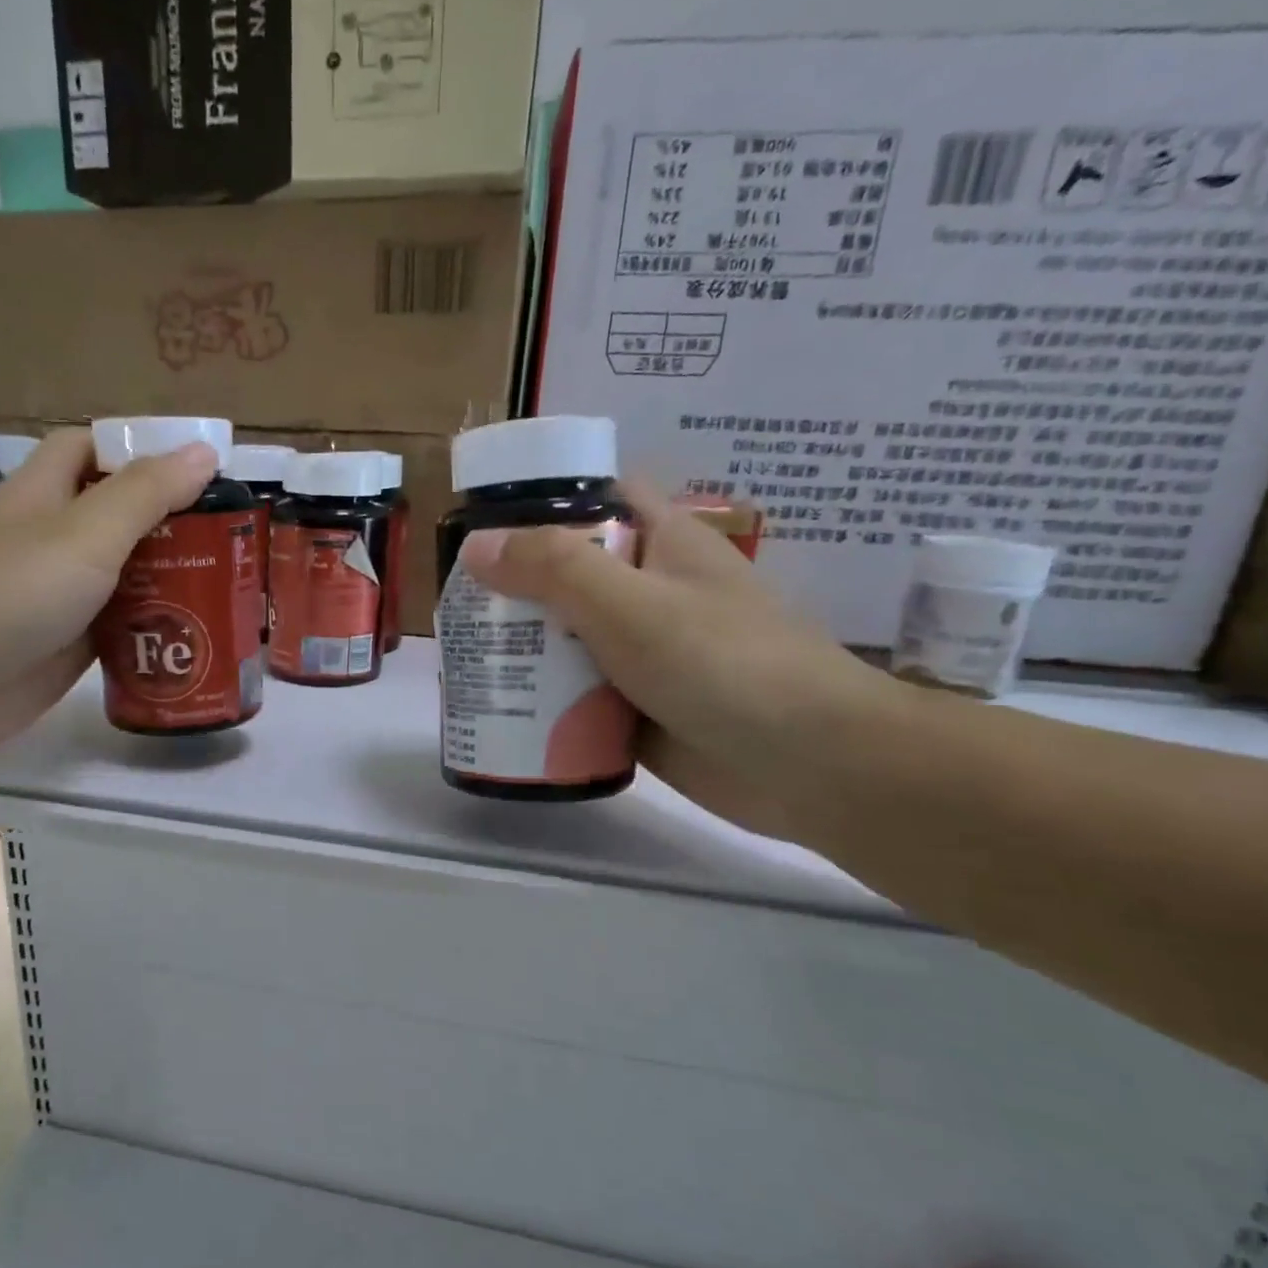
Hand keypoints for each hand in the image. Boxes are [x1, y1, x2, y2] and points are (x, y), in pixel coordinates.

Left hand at [0, 425, 217, 760]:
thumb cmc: (15, 592)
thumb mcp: (87, 532)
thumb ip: (146, 493)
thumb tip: (203, 452)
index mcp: (42, 492)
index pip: (88, 448)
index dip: (137, 449)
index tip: (196, 469)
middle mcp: (49, 537)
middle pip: (115, 513)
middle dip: (168, 518)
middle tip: (228, 533)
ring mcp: (58, 592)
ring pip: (122, 571)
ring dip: (167, 574)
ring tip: (226, 579)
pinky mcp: (68, 640)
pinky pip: (120, 621)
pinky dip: (153, 622)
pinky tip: (196, 628)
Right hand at [458, 479, 899, 836]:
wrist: (813, 769)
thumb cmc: (726, 666)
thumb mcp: (632, 605)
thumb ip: (554, 569)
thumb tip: (477, 546)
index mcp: (662, 543)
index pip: (598, 497)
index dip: (543, 499)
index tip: (484, 521)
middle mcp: (650, 592)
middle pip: (569, 572)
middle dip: (513, 585)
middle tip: (455, 602)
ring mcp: (644, 652)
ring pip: (568, 636)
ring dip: (522, 645)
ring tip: (461, 653)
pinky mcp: (637, 705)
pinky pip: (577, 691)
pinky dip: (541, 696)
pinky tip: (497, 704)